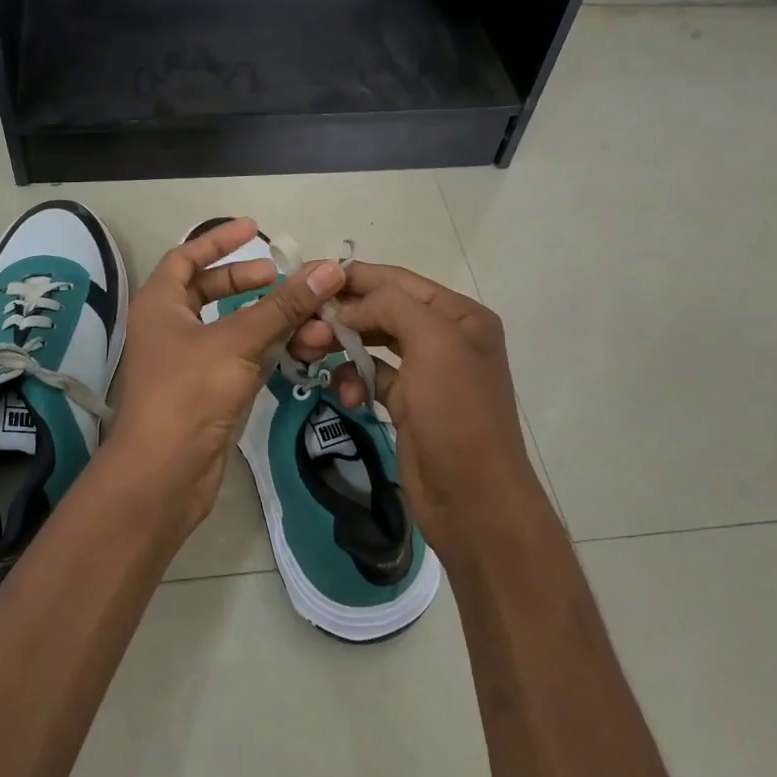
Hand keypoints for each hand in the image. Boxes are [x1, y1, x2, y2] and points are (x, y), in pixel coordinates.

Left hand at [107, 219, 342, 530]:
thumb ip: (283, 306)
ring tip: (306, 317)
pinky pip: (240, 357)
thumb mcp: (238, 341)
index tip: (254, 228)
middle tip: (283, 278)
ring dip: (267, 320)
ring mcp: (188, 361)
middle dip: (249, 282)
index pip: (186, 257)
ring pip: (231, 327)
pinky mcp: (207, 390)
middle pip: (210, 290)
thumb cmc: (190, 393)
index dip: (219, 240)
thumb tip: (328, 270)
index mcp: (160, 304)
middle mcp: (170, 327)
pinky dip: (266, 349)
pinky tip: (298, 347)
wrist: (166, 473)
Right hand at [290, 262, 542, 563]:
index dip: (354, 275)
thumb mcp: (433, 344)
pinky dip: (354, 380)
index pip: (398, 281)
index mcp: (460, 315)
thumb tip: (346, 308)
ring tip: (310, 353)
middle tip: (302, 323)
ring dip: (342, 345)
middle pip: (383, 310)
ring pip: (372, 343)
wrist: (474, 501)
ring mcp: (427, 372)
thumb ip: (391, 307)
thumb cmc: (457, 415)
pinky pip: (372, 377)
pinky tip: (344, 397)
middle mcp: (446, 337)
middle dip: (343, 314)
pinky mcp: (408, 404)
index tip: (307, 275)